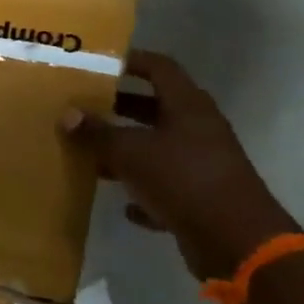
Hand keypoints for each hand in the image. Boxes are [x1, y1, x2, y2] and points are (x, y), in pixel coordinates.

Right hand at [61, 50, 295, 280]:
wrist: (237, 242)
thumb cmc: (183, 179)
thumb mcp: (131, 153)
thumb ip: (98, 133)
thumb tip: (67, 114)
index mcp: (188, 105)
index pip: (159, 68)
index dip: (131, 61)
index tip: (100, 64)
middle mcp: (199, 129)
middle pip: (156, 109)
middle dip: (121, 109)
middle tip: (86, 109)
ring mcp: (203, 165)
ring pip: (159, 149)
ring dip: (128, 153)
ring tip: (92, 157)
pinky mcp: (203, 199)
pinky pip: (167, 188)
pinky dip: (146, 192)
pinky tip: (124, 205)